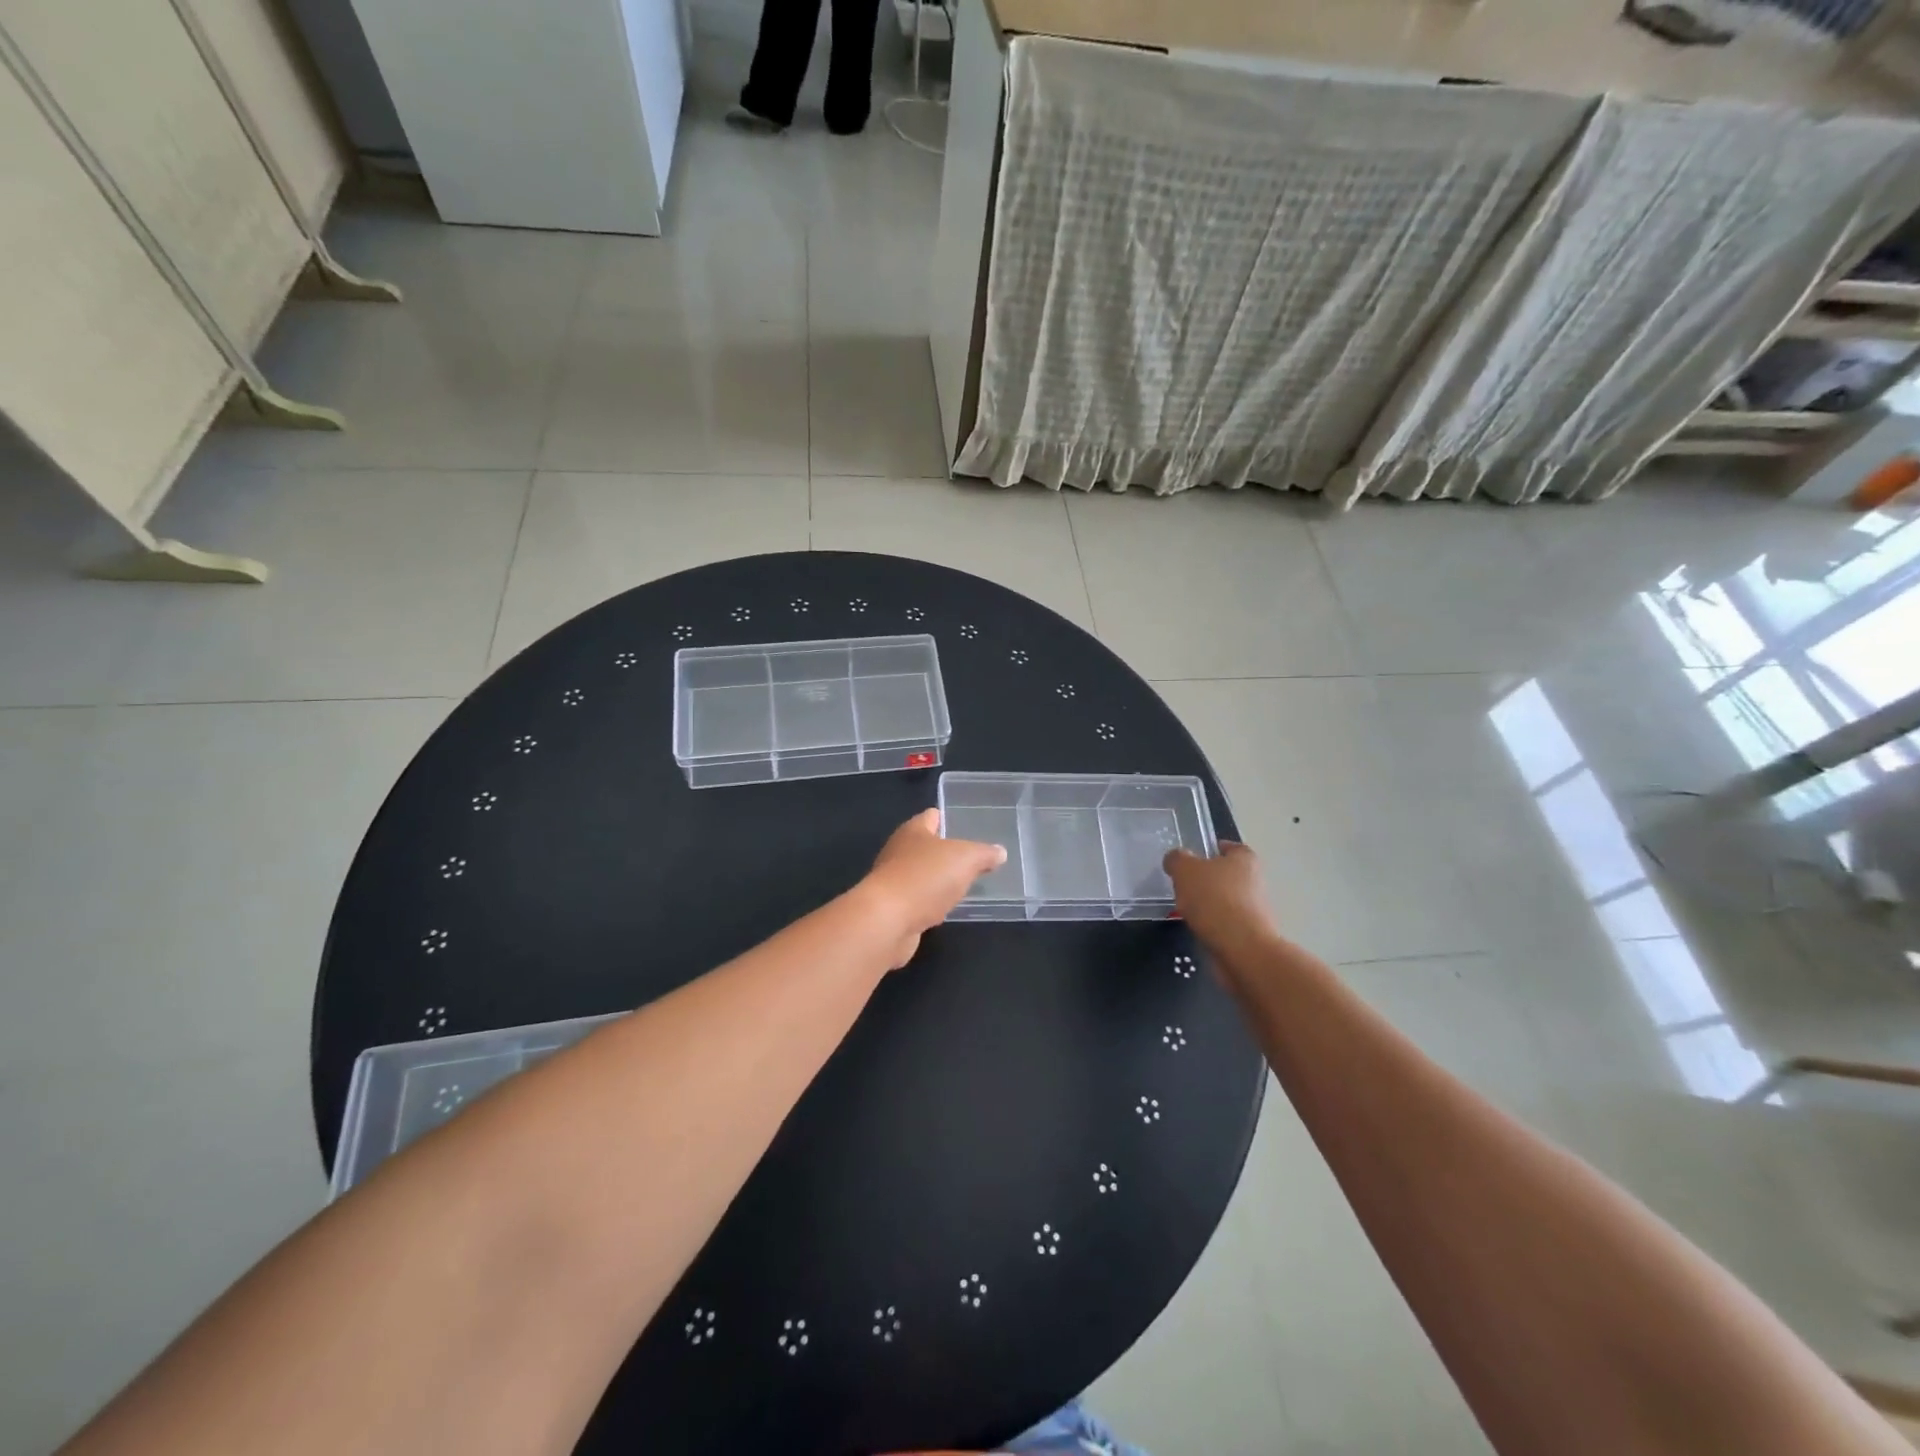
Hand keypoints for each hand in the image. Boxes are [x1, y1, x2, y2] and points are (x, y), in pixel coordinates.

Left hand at [861, 809, 1007, 967]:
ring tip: (963, 884)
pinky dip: (930, 904)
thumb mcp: (966, 859)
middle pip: (925, 846)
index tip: (967, 824)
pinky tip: (944, 910)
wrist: (887, 921)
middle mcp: (899, 851)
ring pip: (921, 875)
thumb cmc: (925, 877)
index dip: (948, 818)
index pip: (931, 816)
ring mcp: (893, 881)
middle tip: (972, 858)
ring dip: (938, 880)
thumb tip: (999, 852)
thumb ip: (984, 854)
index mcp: (913, 830)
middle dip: (946, 851)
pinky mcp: (893, 909)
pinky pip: (917, 901)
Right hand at [1163, 841, 1280, 953]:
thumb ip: (1177, 859)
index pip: (1227, 847)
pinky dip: (1213, 924)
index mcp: (1245, 858)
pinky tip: (1199, 929)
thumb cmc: (1214, 899)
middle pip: (1226, 874)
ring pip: (1225, 899)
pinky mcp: (1251, 933)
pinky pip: (1226, 922)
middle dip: (1206, 880)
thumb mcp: (1185, 870)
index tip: (1189, 860)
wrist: (1242, 948)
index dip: (1208, 850)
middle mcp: (1256, 880)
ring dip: (1209, 904)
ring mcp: (1256, 908)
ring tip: (1186, 910)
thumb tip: (1175, 859)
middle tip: (1182, 885)